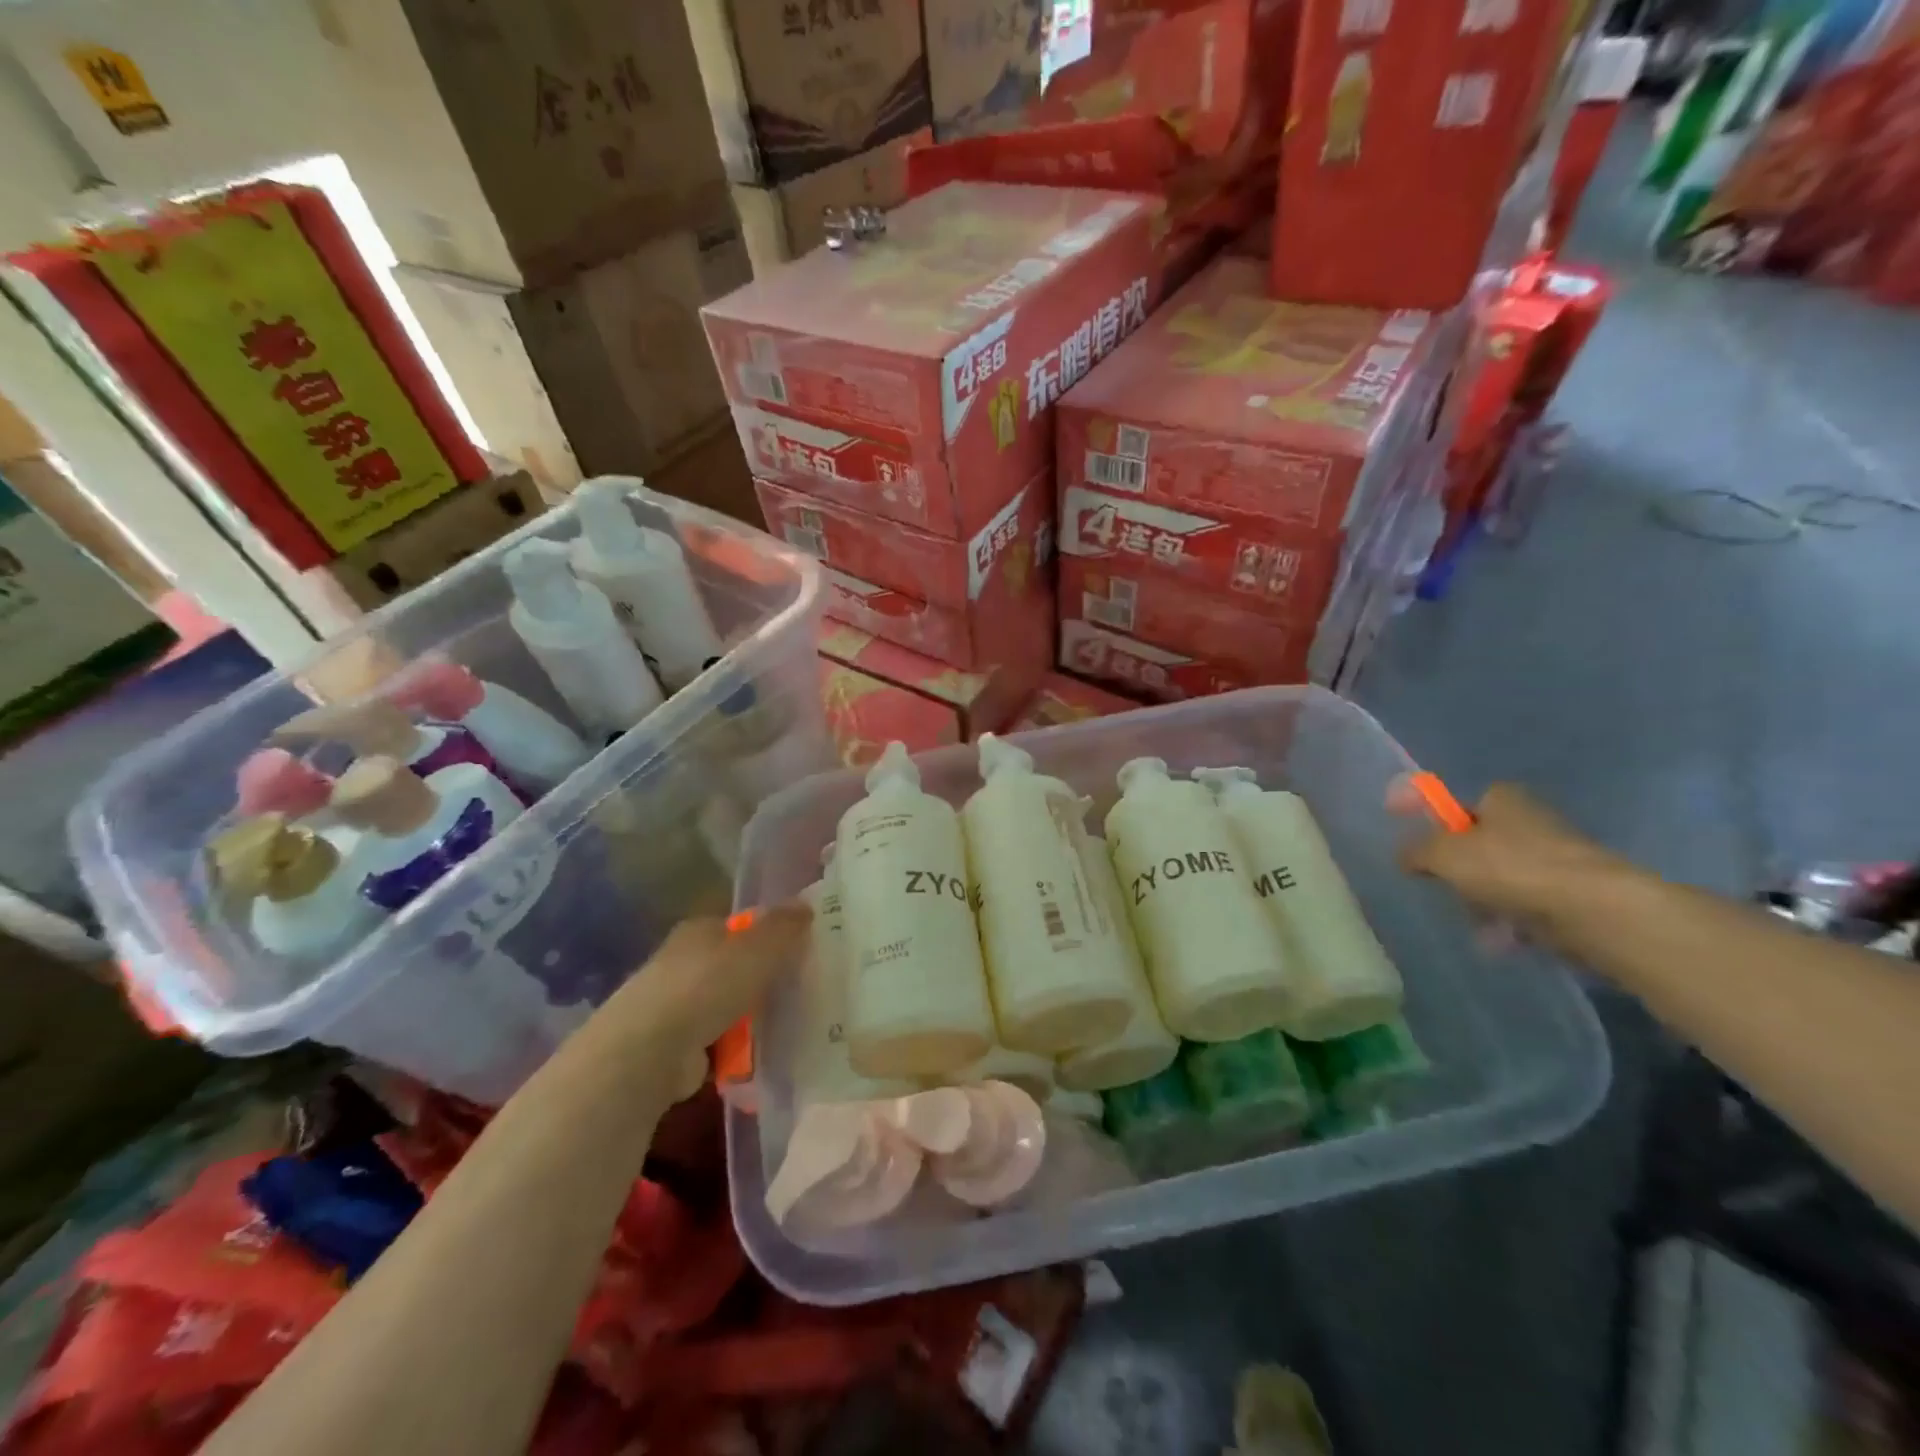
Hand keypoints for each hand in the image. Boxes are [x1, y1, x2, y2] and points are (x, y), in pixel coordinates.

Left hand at [581, 903, 811, 1076]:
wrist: (648, 1053)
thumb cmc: (705, 986)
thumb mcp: (757, 949)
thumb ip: (784, 927)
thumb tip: (805, 905)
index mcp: (699, 931)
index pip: (739, 926)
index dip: (768, 935)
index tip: (799, 951)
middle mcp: (683, 962)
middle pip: (734, 966)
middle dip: (762, 979)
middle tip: (801, 990)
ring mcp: (675, 1006)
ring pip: (727, 1005)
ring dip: (751, 1018)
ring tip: (789, 1027)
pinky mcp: (673, 1047)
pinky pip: (718, 1042)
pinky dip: (736, 1049)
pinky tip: (760, 1057)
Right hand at [1398, 783, 1629, 930]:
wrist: (1593, 910)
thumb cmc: (1510, 868)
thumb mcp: (1442, 854)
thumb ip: (1415, 851)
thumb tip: (1404, 857)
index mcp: (1502, 798)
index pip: (1460, 806)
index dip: (1439, 827)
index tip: (1424, 854)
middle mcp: (1532, 820)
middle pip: (1480, 845)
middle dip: (1461, 872)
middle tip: (1449, 889)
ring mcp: (1557, 857)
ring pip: (1502, 878)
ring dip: (1484, 901)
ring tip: (1479, 923)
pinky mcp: (1574, 893)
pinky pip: (1527, 905)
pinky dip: (1512, 921)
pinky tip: (1503, 938)